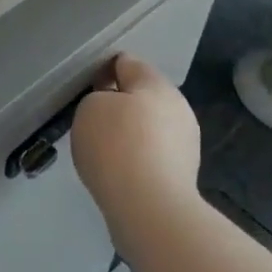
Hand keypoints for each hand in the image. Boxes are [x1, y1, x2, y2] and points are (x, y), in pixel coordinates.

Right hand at [71, 55, 201, 248]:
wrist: (149, 208)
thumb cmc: (116, 146)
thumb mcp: (90, 107)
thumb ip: (98, 99)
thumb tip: (112, 111)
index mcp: (156, 84)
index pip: (126, 62)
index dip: (103, 70)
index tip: (86, 88)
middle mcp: (178, 108)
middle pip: (142, 96)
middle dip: (119, 105)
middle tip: (92, 122)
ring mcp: (185, 143)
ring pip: (149, 128)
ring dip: (130, 134)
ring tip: (104, 153)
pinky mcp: (183, 175)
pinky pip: (152, 156)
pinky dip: (136, 160)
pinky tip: (119, 174)